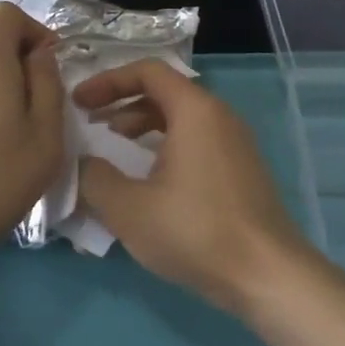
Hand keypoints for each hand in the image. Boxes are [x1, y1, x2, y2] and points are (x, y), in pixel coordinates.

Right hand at [74, 60, 311, 312]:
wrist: (266, 274)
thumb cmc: (195, 231)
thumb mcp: (128, 208)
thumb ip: (94, 177)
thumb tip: (82, 162)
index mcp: (195, 110)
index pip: (148, 71)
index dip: (108, 81)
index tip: (79, 102)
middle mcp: (220, 116)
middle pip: (165, 92)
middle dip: (122, 103)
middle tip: (91, 125)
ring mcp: (236, 143)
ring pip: (182, 119)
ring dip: (143, 127)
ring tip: (114, 150)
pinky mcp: (242, 170)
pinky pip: (197, 142)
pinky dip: (166, 147)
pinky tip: (149, 180)